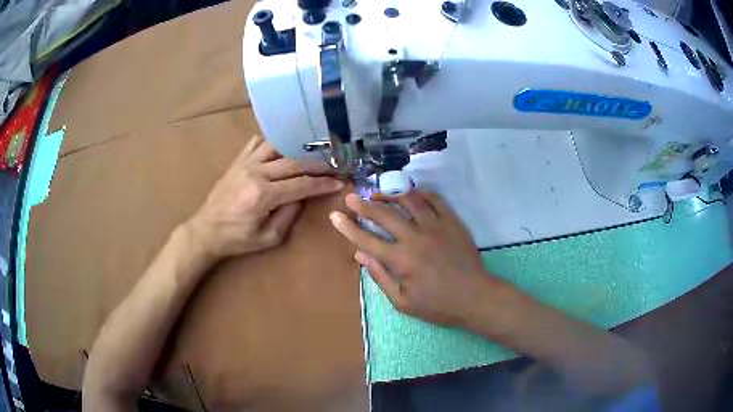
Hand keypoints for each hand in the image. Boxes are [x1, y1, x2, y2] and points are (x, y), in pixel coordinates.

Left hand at [188, 135, 343, 259]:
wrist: (206, 230)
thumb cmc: (237, 239)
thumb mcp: (268, 238)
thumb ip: (288, 216)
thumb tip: (302, 197)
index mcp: (263, 196)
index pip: (301, 185)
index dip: (323, 183)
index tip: (340, 181)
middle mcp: (255, 173)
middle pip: (293, 162)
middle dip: (317, 164)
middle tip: (334, 164)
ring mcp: (245, 163)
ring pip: (277, 146)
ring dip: (297, 147)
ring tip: (313, 150)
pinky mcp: (237, 161)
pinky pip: (257, 143)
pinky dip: (273, 141)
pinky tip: (283, 144)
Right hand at [329, 191, 492, 326]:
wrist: (476, 297)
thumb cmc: (438, 305)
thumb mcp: (403, 302)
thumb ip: (380, 277)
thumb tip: (361, 255)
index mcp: (401, 260)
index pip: (367, 239)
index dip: (348, 228)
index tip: (335, 216)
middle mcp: (415, 238)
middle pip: (384, 215)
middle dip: (363, 205)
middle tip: (351, 197)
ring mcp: (436, 226)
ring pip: (409, 201)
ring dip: (390, 194)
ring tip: (378, 193)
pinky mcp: (452, 222)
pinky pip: (435, 199)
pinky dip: (420, 193)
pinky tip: (411, 194)